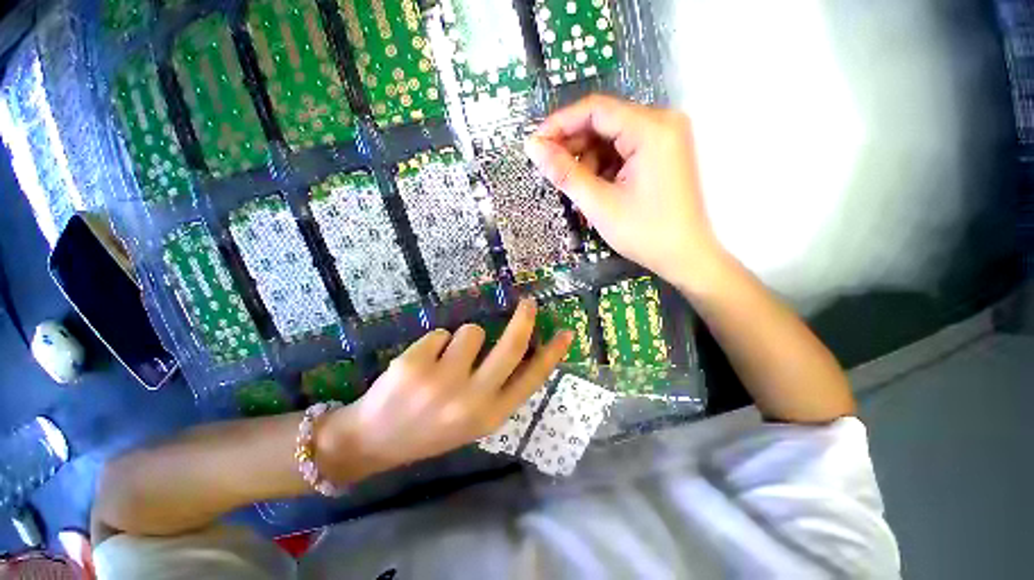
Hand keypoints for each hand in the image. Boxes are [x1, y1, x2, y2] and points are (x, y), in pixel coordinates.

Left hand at [319, 298, 572, 477]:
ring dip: (461, 340)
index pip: (531, 379)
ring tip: (443, 361)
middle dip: (524, 319)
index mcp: (489, 415)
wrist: (374, 441)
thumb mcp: (472, 418)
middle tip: (528, 303)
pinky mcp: (415, 365)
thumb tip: (520, 348)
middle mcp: (471, 400)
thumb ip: (497, 387)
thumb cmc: (430, 427)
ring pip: (471, 331)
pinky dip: (434, 344)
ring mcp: (442, 382)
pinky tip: (420, 365)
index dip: (552, 354)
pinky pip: (441, 334)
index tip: (565, 332)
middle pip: (511, 346)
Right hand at [525, 95, 723, 288]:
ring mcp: (664, 138)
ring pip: (612, 137)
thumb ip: (564, 173)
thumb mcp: (599, 203)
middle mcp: (662, 123)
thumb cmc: (644, 232)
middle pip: (604, 122)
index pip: (595, 109)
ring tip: (576, 187)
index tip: (535, 144)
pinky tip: (595, 187)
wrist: (685, 257)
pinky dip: (604, 166)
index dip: (560, 124)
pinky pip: (623, 150)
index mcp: (651, 129)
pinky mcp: (662, 154)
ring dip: (587, 159)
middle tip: (550, 169)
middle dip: (573, 145)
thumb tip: (533, 147)